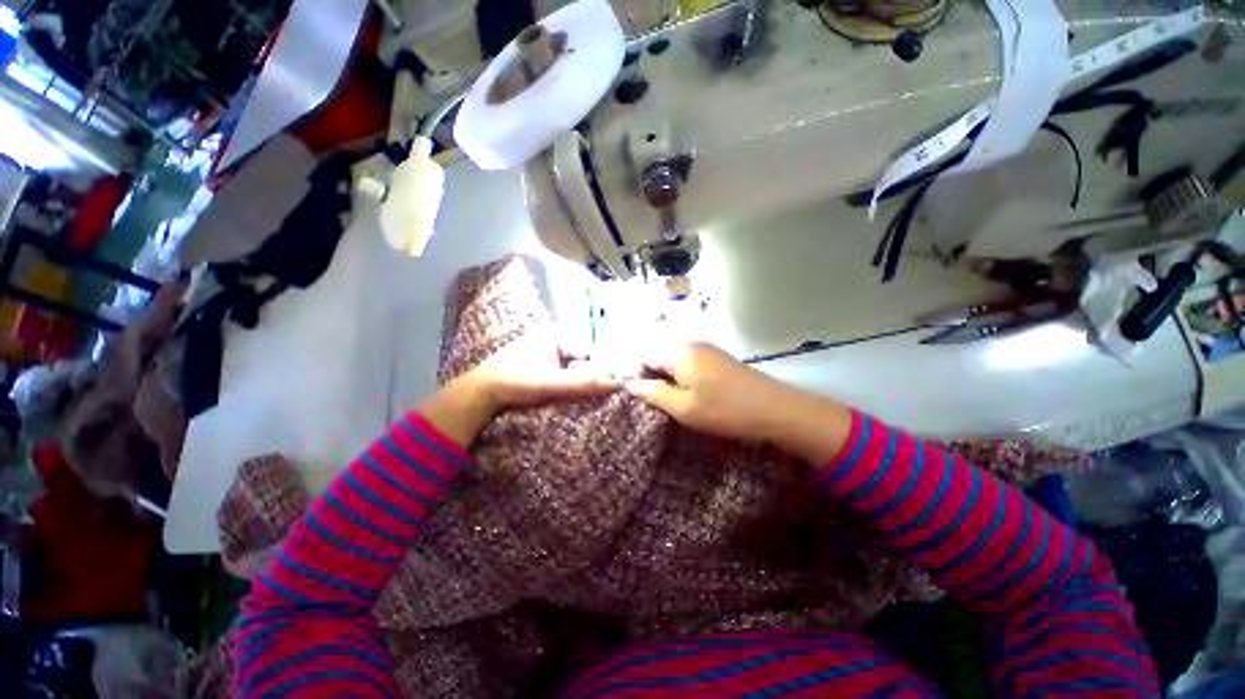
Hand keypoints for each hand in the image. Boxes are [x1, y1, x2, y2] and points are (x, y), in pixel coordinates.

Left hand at [421, 336, 617, 447]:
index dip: (606, 366)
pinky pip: (569, 377)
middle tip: (609, 394)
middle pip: (587, 359)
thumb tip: (617, 382)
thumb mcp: (549, 382)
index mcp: (557, 336)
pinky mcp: (546, 370)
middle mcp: (556, 342)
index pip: (592, 349)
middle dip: (596, 376)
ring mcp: (550, 356)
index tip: (617, 385)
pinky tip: (581, 399)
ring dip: (586, 383)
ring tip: (598, 398)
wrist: (479, 395)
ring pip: (579, 369)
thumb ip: (583, 382)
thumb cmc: (513, 382)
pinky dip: (576, 387)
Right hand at [622, 343, 786, 442]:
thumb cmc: (724, 410)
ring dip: (672, 381)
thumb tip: (631, 383)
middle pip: (661, 357)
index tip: (644, 400)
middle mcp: (691, 344)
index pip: (645, 356)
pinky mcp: (719, 359)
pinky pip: (692, 365)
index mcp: (679, 352)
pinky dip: (686, 379)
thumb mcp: (683, 407)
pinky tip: (696, 396)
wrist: (776, 410)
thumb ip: (653, 393)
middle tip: (662, 405)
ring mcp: (708, 350)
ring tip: (678, 404)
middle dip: (655, 379)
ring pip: (677, 362)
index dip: (639, 376)